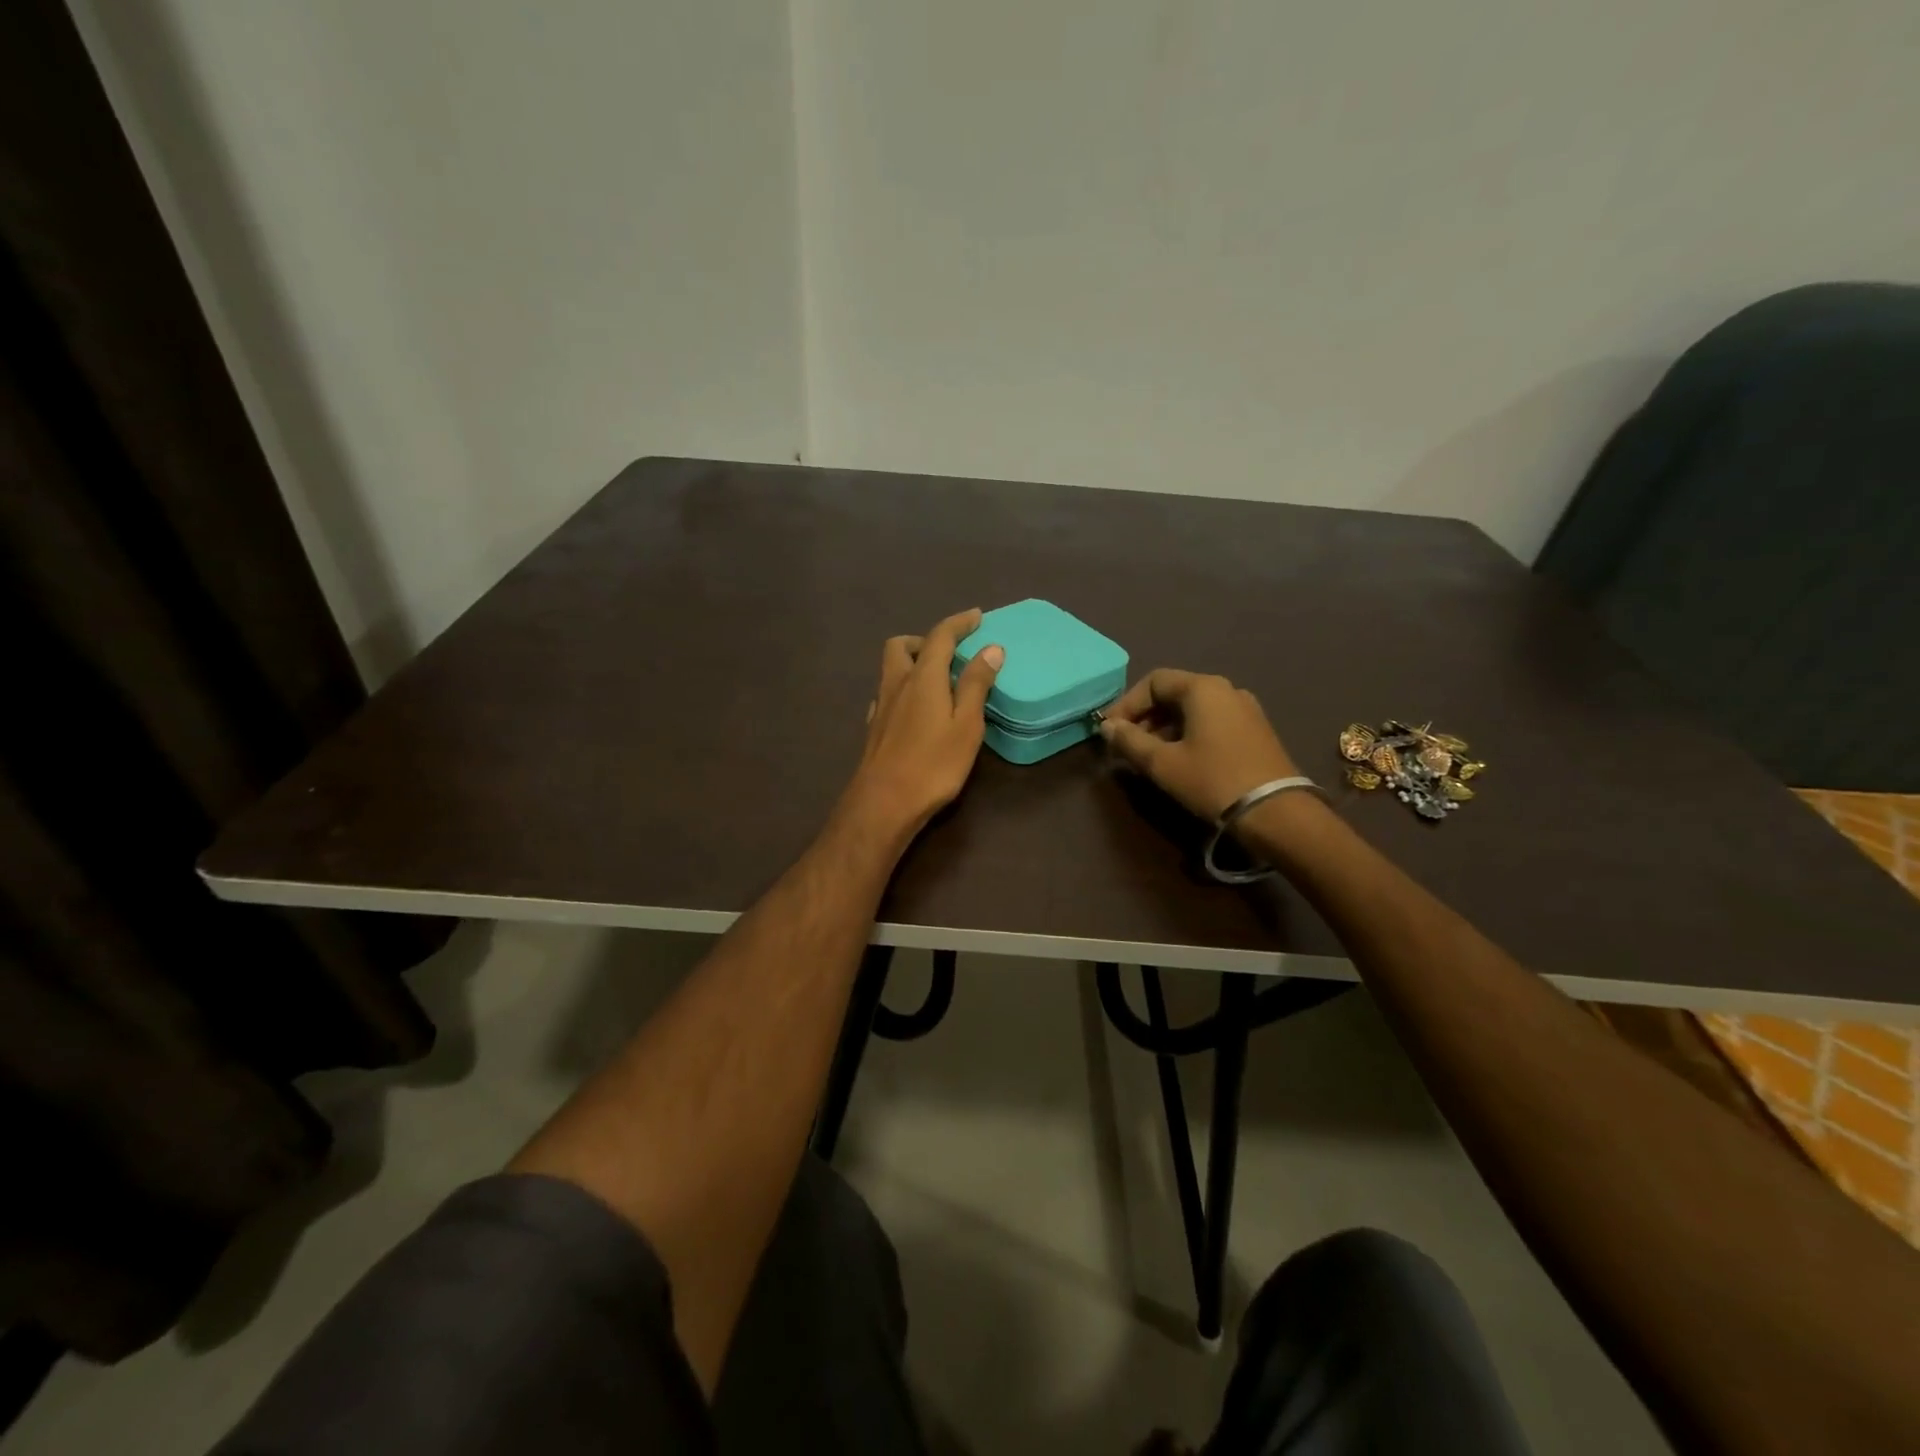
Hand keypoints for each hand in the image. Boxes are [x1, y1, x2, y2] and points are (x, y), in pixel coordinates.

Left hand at [840, 608, 1003, 845]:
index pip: (940, 637)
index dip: (959, 623)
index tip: (976, 617)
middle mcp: (896, 684)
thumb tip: (990, 649)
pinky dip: (903, 690)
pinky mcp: (874, 728)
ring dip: (912, 663)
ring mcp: (881, 706)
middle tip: (949, 652)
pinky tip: (915, 710)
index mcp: (923, 677)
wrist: (884, 803)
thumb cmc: (933, 764)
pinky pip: (887, 694)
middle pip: (902, 646)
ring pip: (891, 669)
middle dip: (925, 640)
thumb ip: (976, 685)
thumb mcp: (966, 725)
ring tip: (937, 681)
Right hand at [1099, 669, 1300, 820]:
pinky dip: (1188, 734)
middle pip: (1174, 693)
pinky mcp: (1256, 731)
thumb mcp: (1162, 763)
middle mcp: (1226, 689)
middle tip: (1126, 746)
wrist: (1276, 813)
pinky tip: (1180, 760)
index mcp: (1203, 688)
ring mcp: (1245, 709)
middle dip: (1144, 717)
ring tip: (1149, 757)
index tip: (1110, 731)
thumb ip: (1129, 741)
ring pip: (1193, 710)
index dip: (1126, 704)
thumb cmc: (1212, 781)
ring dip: (1164, 728)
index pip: (1153, 681)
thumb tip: (1107, 726)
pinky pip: (1212, 722)